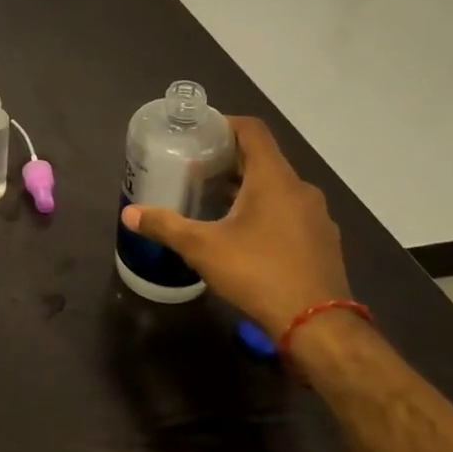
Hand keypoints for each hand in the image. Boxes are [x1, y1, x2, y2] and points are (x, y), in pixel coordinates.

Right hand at [121, 116, 348, 339]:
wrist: (319, 327)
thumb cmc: (258, 273)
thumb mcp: (202, 248)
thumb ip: (165, 226)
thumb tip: (129, 214)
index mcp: (274, 178)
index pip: (252, 130)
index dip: (225, 124)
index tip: (199, 134)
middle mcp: (301, 190)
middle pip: (263, 159)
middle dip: (229, 160)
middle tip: (196, 169)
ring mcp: (317, 217)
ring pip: (278, 188)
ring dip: (247, 188)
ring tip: (215, 201)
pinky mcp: (323, 242)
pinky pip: (290, 213)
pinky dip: (266, 212)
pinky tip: (244, 235)